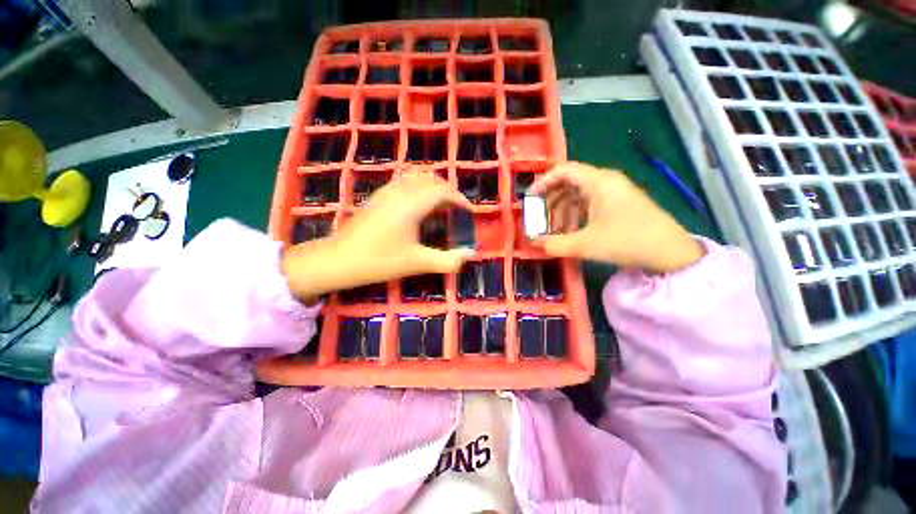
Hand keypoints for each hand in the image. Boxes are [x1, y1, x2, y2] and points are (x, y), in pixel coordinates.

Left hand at [281, 172, 473, 301]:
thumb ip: (447, 260)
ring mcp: (386, 191)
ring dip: (433, 187)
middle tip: (456, 209)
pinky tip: (418, 205)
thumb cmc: (380, 260)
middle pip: (431, 180)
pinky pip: (404, 182)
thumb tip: (470, 255)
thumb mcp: (417, 263)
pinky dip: (419, 188)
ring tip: (441, 205)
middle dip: (448, 191)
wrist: (339, 259)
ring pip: (416, 178)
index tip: (468, 211)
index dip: (459, 199)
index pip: (442, 191)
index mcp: (412, 204)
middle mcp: (400, 191)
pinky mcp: (378, 196)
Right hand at [531, 162, 704, 272]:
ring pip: (580, 194)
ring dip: (563, 210)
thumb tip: (534, 244)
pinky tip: (571, 231)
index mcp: (598, 182)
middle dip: (551, 200)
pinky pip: (591, 203)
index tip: (531, 197)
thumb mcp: (586, 244)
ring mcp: (615, 192)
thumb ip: (555, 244)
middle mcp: (606, 181)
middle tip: (540, 217)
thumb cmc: (627, 241)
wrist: (671, 253)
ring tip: (554, 229)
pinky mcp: (620, 204)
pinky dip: (576, 214)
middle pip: (570, 182)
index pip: (564, 170)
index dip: (544, 181)